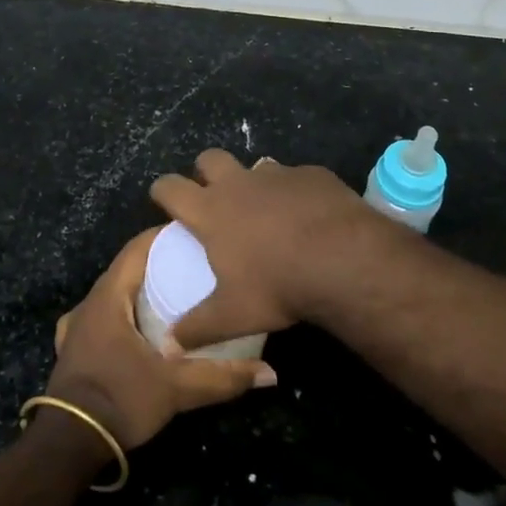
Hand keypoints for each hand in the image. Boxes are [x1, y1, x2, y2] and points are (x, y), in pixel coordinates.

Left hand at [47, 227, 275, 451]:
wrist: (67, 444)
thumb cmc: (120, 400)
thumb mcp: (176, 388)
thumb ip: (222, 377)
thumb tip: (270, 374)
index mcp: (109, 296)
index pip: (137, 248)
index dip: (164, 237)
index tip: (194, 236)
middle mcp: (89, 303)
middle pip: (126, 269)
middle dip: (157, 263)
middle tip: (194, 267)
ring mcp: (76, 326)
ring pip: (113, 294)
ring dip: (139, 290)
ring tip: (172, 296)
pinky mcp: (72, 349)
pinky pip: (100, 318)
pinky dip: (121, 315)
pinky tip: (136, 329)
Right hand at [148, 150, 393, 351]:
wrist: (343, 259)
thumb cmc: (277, 286)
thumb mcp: (232, 316)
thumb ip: (197, 329)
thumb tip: (168, 346)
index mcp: (211, 210)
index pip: (170, 187)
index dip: (162, 190)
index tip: (163, 199)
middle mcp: (239, 184)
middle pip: (209, 158)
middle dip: (205, 172)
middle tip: (213, 196)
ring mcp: (278, 174)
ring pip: (255, 165)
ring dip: (254, 183)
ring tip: (266, 211)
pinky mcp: (312, 174)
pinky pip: (296, 177)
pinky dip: (295, 192)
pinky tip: (308, 216)